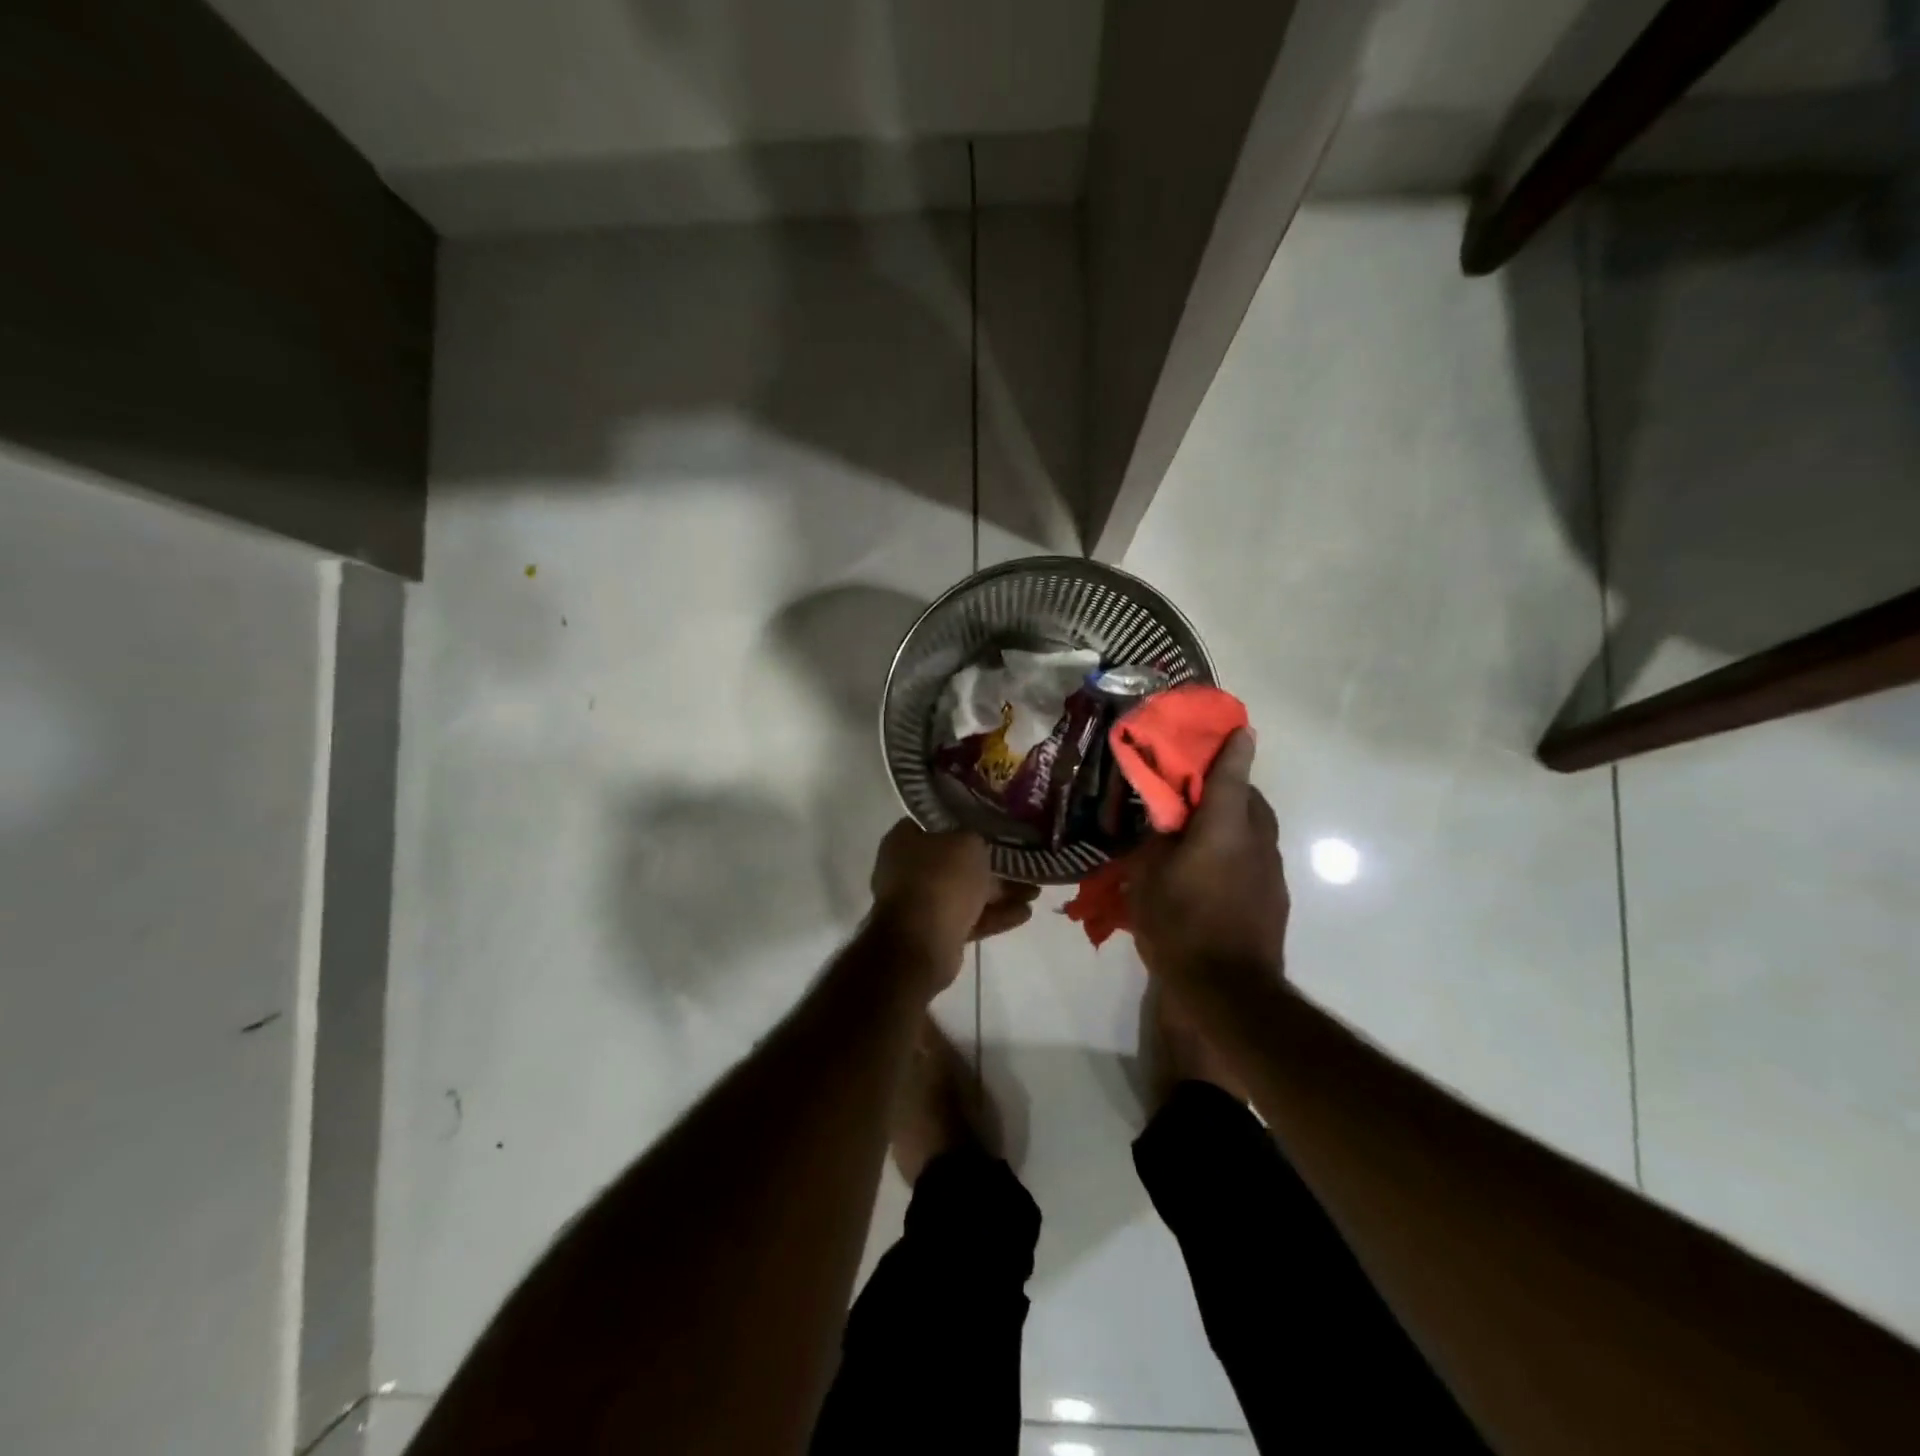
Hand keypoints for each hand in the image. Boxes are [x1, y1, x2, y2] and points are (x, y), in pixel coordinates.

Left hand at [869, 820, 1038, 988]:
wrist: (920, 943)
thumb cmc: (941, 879)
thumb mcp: (967, 842)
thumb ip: (977, 837)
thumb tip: (979, 842)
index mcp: (905, 839)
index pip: (939, 820)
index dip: (969, 820)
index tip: (996, 823)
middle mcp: (908, 868)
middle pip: (956, 860)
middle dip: (992, 863)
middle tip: (1022, 862)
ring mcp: (920, 902)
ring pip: (966, 891)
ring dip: (1000, 892)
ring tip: (1034, 891)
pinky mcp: (935, 931)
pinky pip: (969, 917)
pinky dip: (994, 915)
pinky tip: (1024, 913)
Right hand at [1128, 729, 1288, 995]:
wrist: (1230, 991)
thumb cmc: (1180, 926)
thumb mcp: (1147, 880)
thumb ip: (1156, 843)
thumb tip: (1166, 824)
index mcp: (1223, 829)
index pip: (1231, 777)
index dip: (1234, 750)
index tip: (1240, 728)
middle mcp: (1255, 842)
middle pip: (1251, 800)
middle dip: (1231, 787)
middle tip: (1200, 791)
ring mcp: (1270, 872)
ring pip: (1257, 829)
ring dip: (1236, 820)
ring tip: (1204, 832)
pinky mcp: (1275, 898)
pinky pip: (1257, 857)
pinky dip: (1239, 850)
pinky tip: (1215, 871)